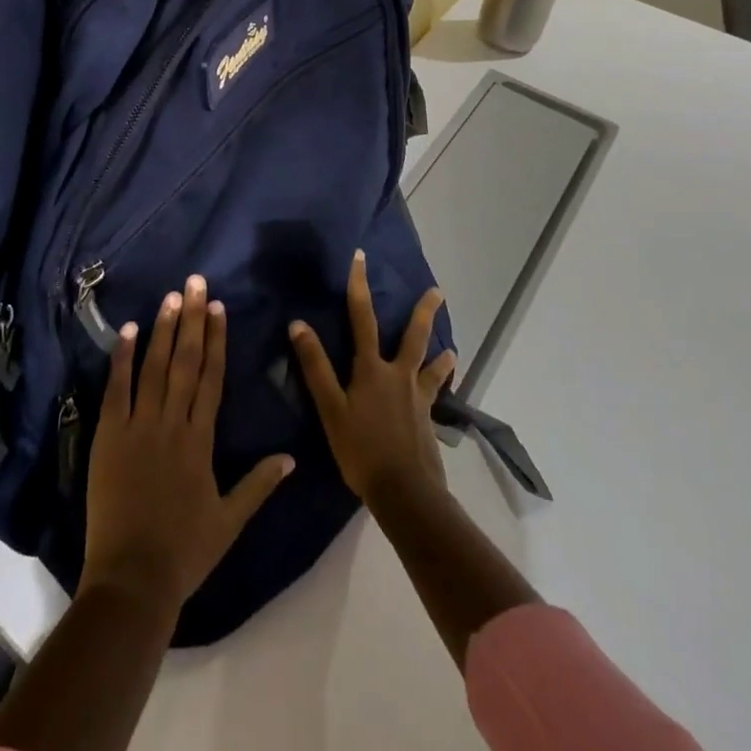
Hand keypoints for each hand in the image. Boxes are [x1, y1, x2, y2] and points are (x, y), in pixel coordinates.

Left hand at [81, 274, 294, 616]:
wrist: (132, 580)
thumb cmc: (184, 551)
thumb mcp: (229, 521)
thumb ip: (258, 484)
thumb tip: (291, 457)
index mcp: (201, 440)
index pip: (211, 378)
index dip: (215, 339)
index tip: (217, 306)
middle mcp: (172, 423)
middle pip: (184, 361)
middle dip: (191, 318)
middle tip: (195, 281)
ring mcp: (138, 427)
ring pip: (154, 367)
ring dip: (162, 329)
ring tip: (170, 296)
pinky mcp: (110, 436)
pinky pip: (117, 389)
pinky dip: (123, 358)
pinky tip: (129, 330)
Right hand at [289, 250, 456, 505]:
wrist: (405, 492)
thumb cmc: (361, 449)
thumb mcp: (330, 408)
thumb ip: (315, 366)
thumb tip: (298, 323)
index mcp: (372, 369)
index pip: (362, 317)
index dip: (359, 285)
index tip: (360, 257)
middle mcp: (398, 375)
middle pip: (413, 336)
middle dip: (424, 311)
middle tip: (437, 291)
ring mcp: (417, 398)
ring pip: (431, 367)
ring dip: (441, 354)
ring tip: (452, 348)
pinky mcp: (427, 421)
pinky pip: (434, 398)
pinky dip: (440, 390)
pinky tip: (444, 394)